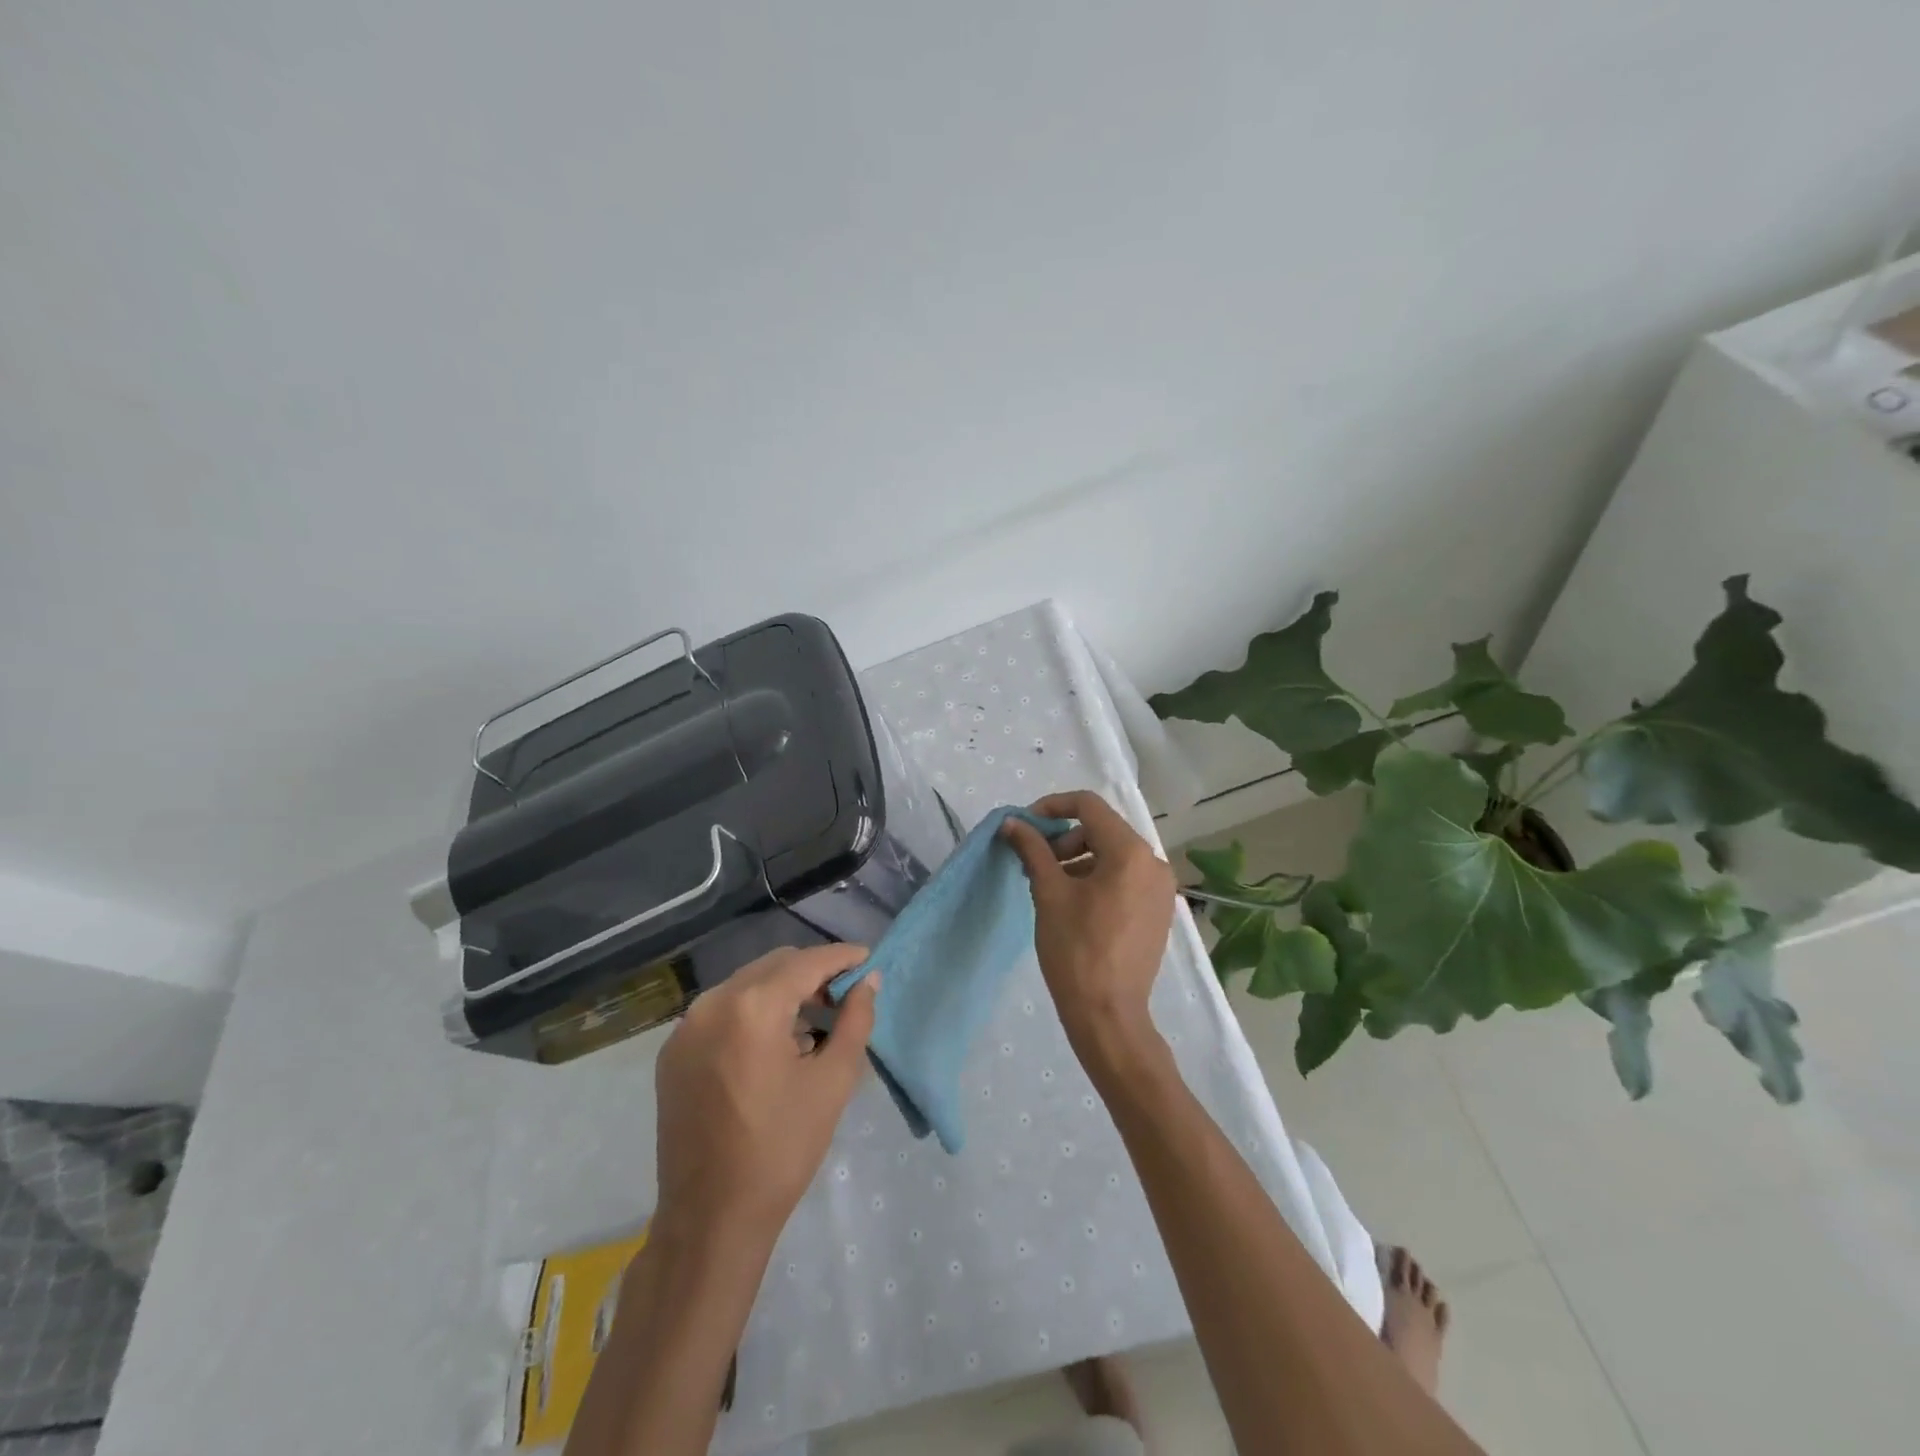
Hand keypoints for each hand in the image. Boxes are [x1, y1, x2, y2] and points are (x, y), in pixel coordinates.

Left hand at [653, 945, 879, 1248]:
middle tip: (844, 996)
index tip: (867, 959)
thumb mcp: (832, 1081)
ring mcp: (686, 1027)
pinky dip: (753, 1011)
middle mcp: (712, 1004)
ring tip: (813, 1021)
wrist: (710, 1219)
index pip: (806, 963)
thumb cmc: (781, 1149)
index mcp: (752, 1007)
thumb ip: (855, 1020)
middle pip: (774, 966)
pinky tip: (774, 1043)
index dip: (840, 957)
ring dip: (782, 991)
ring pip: (746, 985)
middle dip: (812, 973)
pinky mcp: (673, 1052)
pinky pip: (721, 1011)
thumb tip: (868, 980)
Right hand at [1001, 790, 1176, 1075]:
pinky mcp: (1158, 910)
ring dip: (1078, 858)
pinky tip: (1073, 902)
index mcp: (1130, 852)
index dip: (1052, 807)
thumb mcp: (1048, 893)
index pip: (1088, 806)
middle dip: (1064, 838)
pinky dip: (1097, 877)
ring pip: (1113, 854)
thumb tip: (1013, 823)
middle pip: (1102, 829)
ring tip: (1048, 885)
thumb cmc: (1075, 950)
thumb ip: (1032, 849)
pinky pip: (1125, 877)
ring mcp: (1160, 888)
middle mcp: (1154, 863)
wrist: (1108, 1014)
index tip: (1025, 825)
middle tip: (1034, 862)